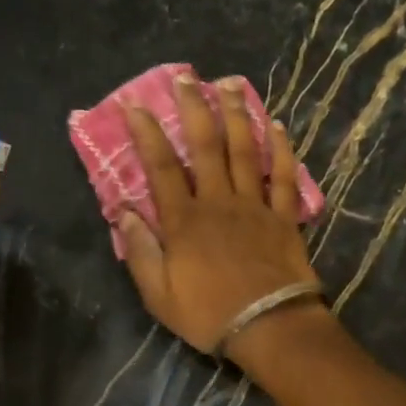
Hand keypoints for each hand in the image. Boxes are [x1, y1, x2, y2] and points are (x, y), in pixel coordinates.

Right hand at [119, 74, 325, 364]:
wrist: (269, 327)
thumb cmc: (208, 314)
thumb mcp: (158, 294)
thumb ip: (140, 250)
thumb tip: (121, 210)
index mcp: (184, 221)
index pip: (161, 167)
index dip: (147, 133)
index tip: (134, 105)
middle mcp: (219, 202)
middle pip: (206, 146)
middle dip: (194, 108)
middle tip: (187, 77)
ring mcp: (255, 206)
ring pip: (245, 150)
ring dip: (236, 114)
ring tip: (229, 84)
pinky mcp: (284, 217)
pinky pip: (284, 176)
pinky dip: (280, 149)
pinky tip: (276, 125)